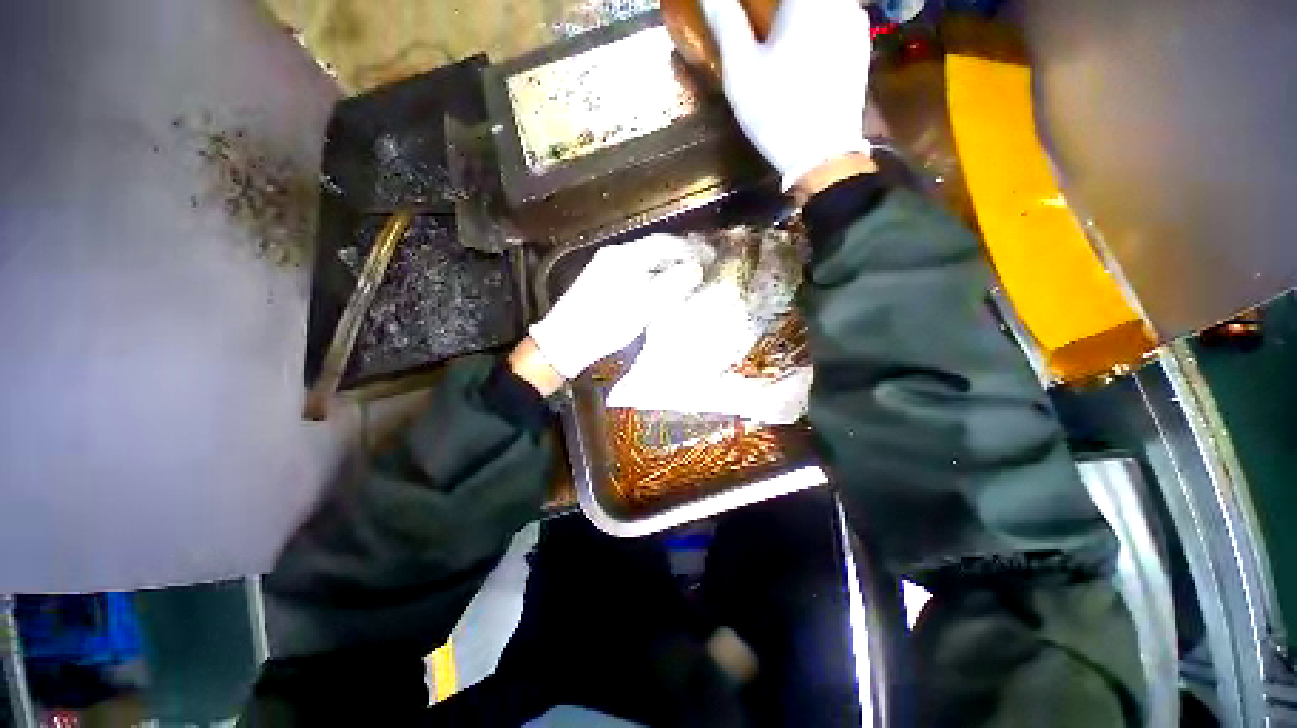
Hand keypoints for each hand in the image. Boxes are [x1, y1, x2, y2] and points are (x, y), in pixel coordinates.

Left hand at [529, 234, 703, 379]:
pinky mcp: (603, 281)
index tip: (708, 258)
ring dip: (667, 268)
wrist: (565, 341)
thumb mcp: (642, 307)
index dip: (689, 250)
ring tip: (686, 280)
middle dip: (679, 258)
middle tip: (700, 270)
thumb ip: (670, 285)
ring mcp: (606, 266)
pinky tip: (661, 290)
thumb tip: (695, 269)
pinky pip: (635, 271)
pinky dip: (652, 277)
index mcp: (625, 256)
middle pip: (655, 249)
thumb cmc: (604, 325)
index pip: (664, 243)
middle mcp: (615, 255)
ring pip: (645, 261)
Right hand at [701, 0, 872, 191]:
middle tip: (760, 17)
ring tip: (777, 29)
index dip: (761, 0)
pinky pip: (836, 15)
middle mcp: (839, 1)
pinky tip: (801, 42)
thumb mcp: (742, 72)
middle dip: (777, 7)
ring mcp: (855, 22)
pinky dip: (816, 19)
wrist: (822, 156)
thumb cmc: (776, 113)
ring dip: (796, 12)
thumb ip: (726, 23)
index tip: (746, 8)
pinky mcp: (861, 46)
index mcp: (808, 0)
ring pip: (824, 4)